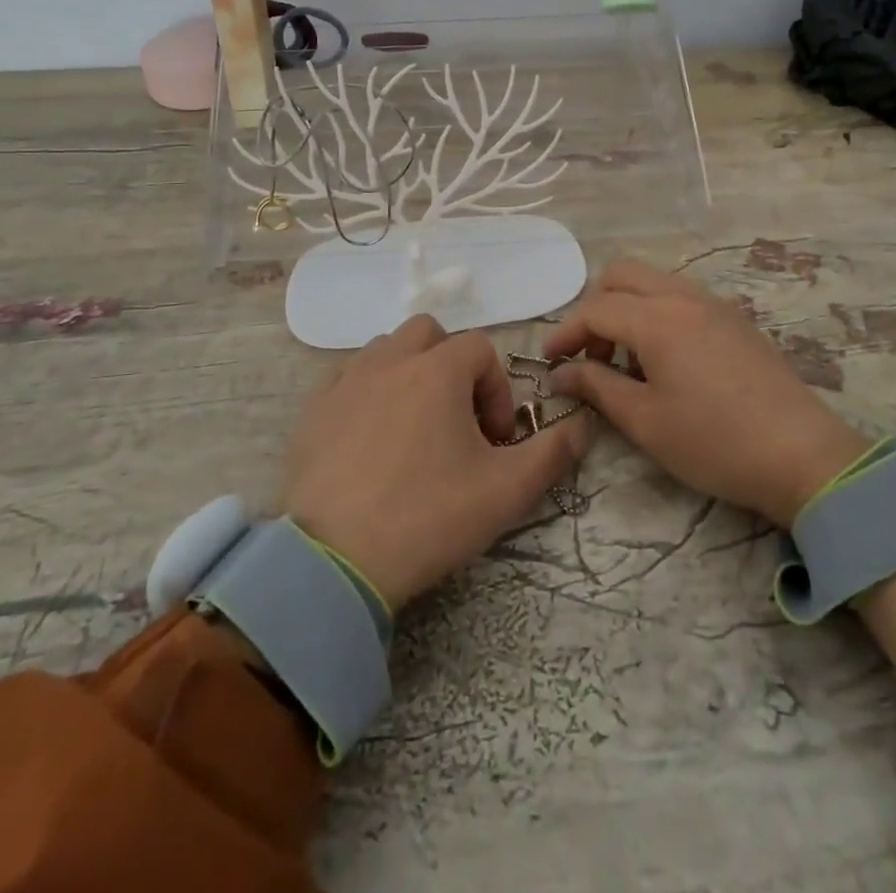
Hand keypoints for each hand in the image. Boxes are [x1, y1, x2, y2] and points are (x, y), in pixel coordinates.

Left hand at [282, 314, 591, 611]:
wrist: (335, 561)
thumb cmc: (428, 517)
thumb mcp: (507, 491)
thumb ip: (553, 452)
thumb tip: (582, 425)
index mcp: (438, 370)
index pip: (480, 350)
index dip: (496, 390)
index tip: (494, 440)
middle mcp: (391, 361)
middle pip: (430, 334)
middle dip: (451, 367)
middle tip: (456, 420)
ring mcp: (346, 382)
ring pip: (386, 350)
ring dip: (409, 373)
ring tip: (414, 427)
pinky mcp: (313, 410)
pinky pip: (346, 378)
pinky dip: (366, 392)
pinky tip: (370, 437)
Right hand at [543, 258, 867, 526]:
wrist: (801, 454)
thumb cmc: (714, 441)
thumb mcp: (645, 421)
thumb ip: (598, 387)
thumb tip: (562, 373)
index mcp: (657, 318)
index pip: (595, 309)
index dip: (566, 333)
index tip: (550, 361)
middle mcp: (684, 296)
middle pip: (623, 274)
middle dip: (596, 306)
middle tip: (591, 353)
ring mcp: (715, 303)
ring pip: (654, 281)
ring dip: (628, 307)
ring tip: (627, 359)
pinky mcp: (736, 318)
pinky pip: (682, 296)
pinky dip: (658, 312)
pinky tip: (665, 358)